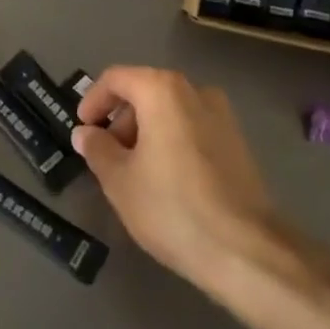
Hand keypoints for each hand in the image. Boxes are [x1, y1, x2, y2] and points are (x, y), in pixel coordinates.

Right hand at [72, 67, 278, 288]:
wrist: (245, 250)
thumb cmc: (171, 207)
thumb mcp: (119, 180)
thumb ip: (97, 149)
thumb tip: (86, 133)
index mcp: (162, 90)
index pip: (116, 78)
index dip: (93, 100)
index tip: (83, 130)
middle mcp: (195, 91)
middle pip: (145, 91)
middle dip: (120, 119)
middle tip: (106, 156)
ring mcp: (222, 115)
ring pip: (170, 110)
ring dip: (146, 131)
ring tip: (134, 172)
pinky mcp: (237, 142)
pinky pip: (192, 128)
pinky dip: (171, 141)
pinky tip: (165, 180)